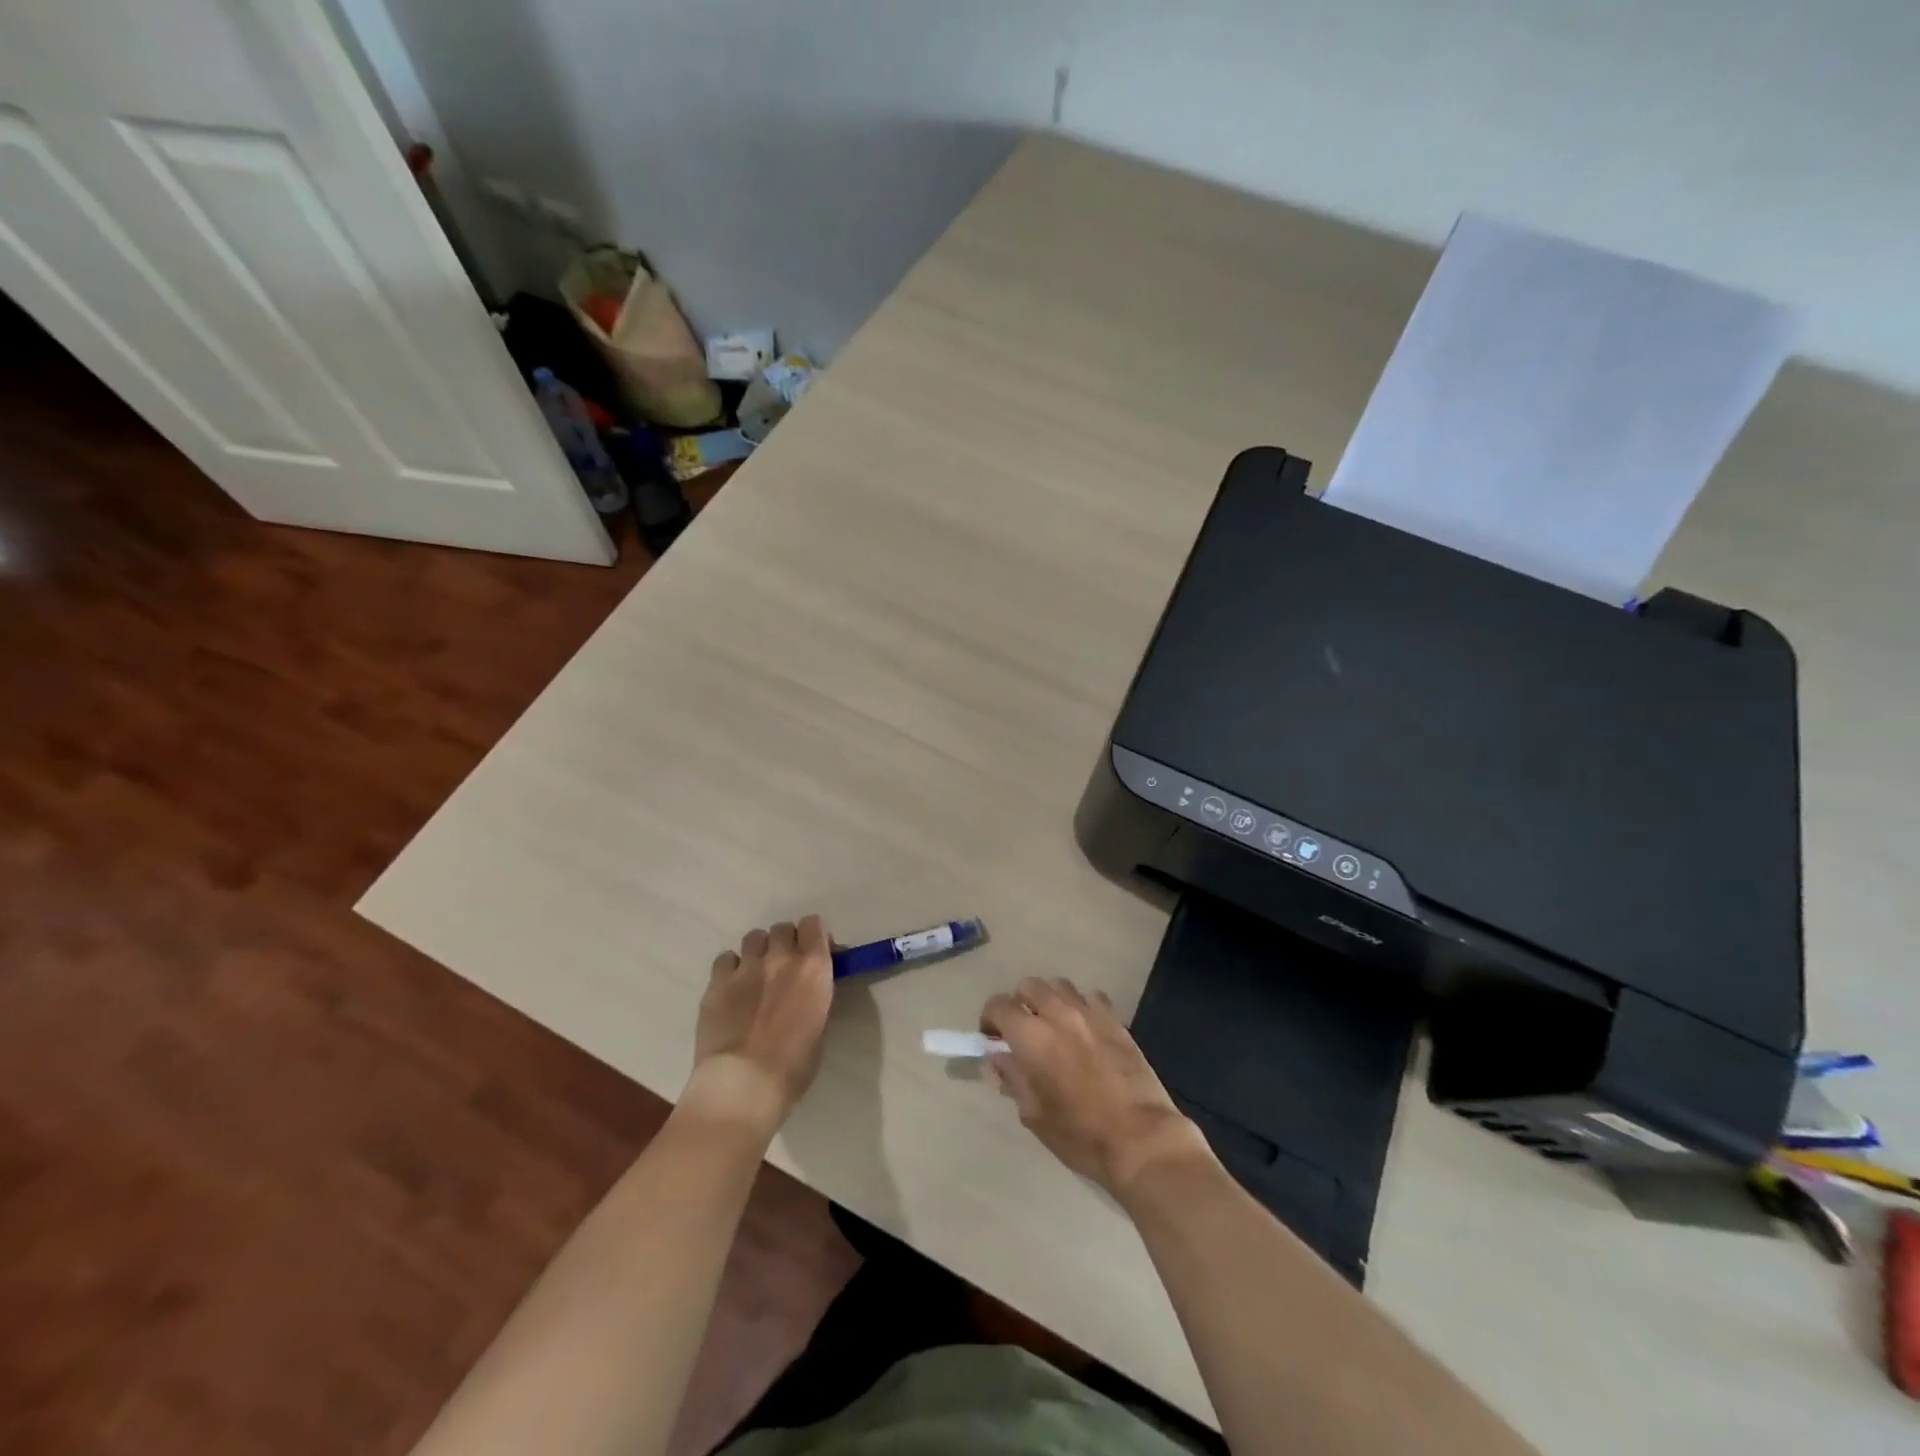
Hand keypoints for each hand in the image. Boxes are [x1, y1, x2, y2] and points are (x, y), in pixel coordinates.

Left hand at [685, 917, 833, 1138]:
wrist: (742, 1085)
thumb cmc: (792, 1067)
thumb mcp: (820, 1028)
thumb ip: (816, 996)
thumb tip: (812, 986)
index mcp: (813, 968)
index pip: (813, 924)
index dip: (813, 937)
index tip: (814, 954)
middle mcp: (781, 958)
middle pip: (782, 928)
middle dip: (785, 943)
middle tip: (784, 968)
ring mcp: (746, 967)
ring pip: (753, 938)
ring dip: (759, 951)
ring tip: (756, 976)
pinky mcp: (716, 982)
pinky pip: (726, 959)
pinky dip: (731, 968)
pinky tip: (732, 989)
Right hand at [981, 977, 1212, 1195]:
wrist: (1140, 1139)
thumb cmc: (1079, 1134)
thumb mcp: (1033, 1114)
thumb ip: (1013, 1078)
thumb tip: (1001, 1057)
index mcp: (1032, 1036)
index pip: (999, 1005)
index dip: (990, 1019)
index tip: (992, 1039)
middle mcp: (1058, 1014)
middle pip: (1029, 986)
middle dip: (1019, 1004)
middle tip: (1022, 1032)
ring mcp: (1090, 1013)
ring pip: (1059, 985)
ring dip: (1049, 1000)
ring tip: (1052, 1027)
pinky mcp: (1116, 1020)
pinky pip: (1091, 997)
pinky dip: (1080, 1006)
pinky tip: (1083, 1030)